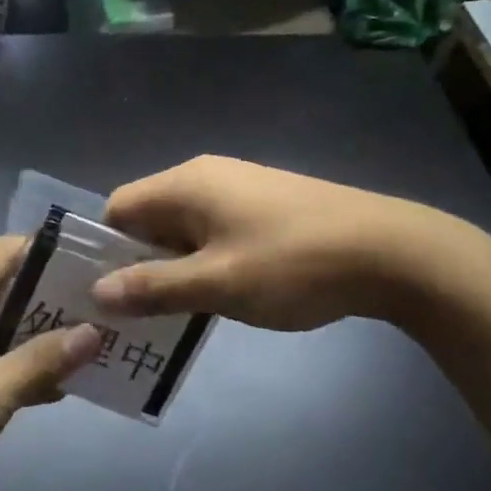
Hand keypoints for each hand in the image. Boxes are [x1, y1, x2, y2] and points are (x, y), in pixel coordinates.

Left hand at [0, 236, 100, 490]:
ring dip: (40, 333)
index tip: (95, 267)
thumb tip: (93, 331)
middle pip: (8, 285)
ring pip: (0, 321)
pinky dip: (18, 360)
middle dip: (55, 297)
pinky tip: (56, 384)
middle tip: (104, 310)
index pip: (8, 251)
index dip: (52, 253)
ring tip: (92, 343)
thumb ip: (42, 361)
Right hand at [91, 155, 452, 330]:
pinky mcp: (267, 205)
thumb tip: (98, 291)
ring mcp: (240, 188)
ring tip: (175, 314)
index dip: (104, 249)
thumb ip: (154, 288)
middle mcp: (206, 176)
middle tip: (135, 315)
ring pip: (184, 228)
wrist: (392, 251)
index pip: (118, 207)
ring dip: (174, 267)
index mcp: (185, 184)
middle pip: (150, 217)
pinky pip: (215, 231)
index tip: (103, 294)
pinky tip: (222, 296)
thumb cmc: (293, 264)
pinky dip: (205, 261)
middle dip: (138, 263)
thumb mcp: (217, 283)